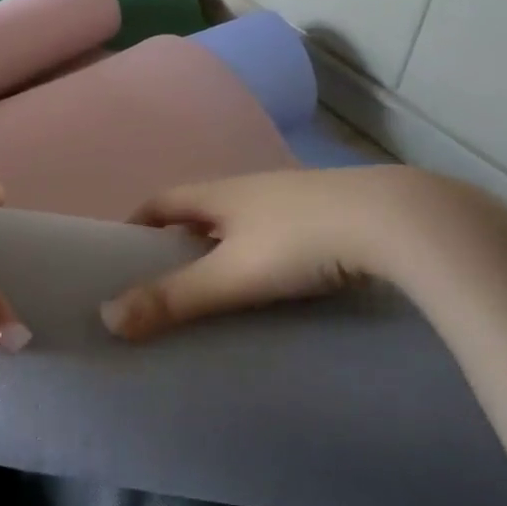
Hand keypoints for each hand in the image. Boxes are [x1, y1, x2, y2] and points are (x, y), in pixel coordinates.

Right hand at [100, 166, 506, 340]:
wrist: (400, 222)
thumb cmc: (301, 242)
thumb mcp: (231, 275)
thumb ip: (173, 298)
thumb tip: (107, 318)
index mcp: (220, 193)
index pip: (161, 200)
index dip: (136, 222)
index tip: (121, 253)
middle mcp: (252, 187)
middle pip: (200, 209)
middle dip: (178, 239)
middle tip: (166, 280)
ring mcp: (295, 197)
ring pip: (243, 220)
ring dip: (223, 246)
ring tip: (219, 288)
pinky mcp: (332, 214)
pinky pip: (279, 231)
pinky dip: (263, 252)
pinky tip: (279, 280)